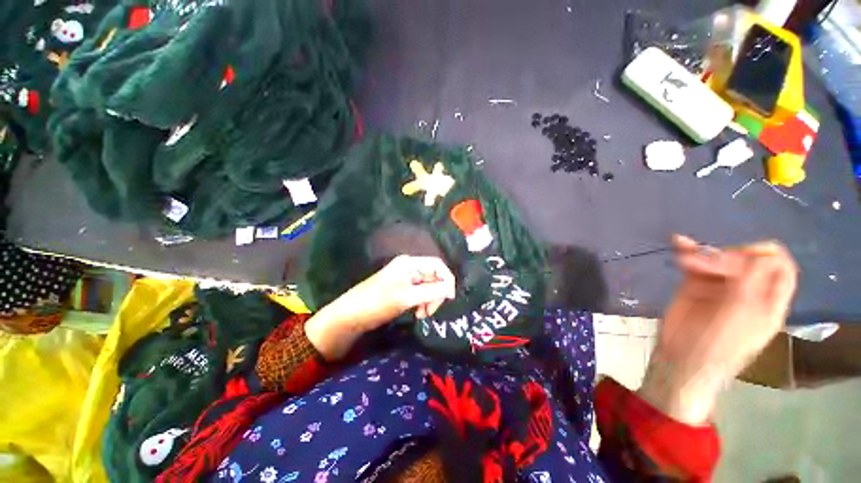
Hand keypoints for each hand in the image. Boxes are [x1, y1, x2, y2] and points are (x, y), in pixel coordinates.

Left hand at [305, 255, 455, 359]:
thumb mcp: (406, 297)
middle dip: (437, 293)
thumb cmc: (377, 303)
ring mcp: (406, 278)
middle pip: (434, 276)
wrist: (350, 316)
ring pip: (429, 286)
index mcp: (409, 263)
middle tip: (429, 311)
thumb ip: (431, 292)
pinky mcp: (402, 288)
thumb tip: (451, 289)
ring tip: (422, 314)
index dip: (447, 280)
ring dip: (430, 300)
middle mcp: (409, 267)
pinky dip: (423, 302)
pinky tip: (417, 312)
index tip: (450, 298)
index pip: (438, 265)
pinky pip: (421, 293)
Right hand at [638, 235, 797, 424]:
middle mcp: (746, 290)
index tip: (743, 257)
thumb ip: (753, 284)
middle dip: (727, 256)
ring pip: (718, 258)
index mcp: (767, 301)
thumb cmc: (717, 345)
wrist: (681, 358)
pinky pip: (694, 264)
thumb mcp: (741, 316)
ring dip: (703, 252)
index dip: (766, 255)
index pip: (779, 267)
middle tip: (707, 265)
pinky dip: (688, 252)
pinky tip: (679, 243)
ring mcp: (719, 287)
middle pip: (746, 259)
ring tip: (685, 260)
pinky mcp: (694, 286)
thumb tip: (761, 253)